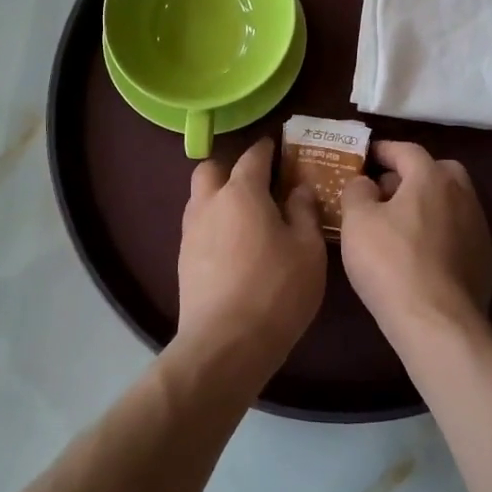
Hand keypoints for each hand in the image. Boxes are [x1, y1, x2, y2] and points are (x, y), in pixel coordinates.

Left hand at [175, 139, 326, 388]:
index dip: (266, 148)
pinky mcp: (184, 260)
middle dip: (230, 168)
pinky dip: (214, 225)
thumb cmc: (276, 290)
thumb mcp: (308, 250)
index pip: (252, 156)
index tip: (277, 147)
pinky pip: (198, 227)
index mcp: (241, 192)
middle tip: (257, 183)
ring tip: (246, 216)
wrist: (225, 344)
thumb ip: (304, 212)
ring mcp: (191, 232)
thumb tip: (298, 190)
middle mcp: (209, 203)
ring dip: (219, 197)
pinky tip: (234, 246)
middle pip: (211, 169)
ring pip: (200, 198)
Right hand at [341, 141, 491, 345]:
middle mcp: (462, 194)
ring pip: (448, 201)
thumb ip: (357, 191)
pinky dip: (436, 230)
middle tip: (382, 190)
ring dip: (424, 204)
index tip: (364, 157)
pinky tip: (416, 252)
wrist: (437, 322)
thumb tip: (365, 183)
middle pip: (435, 171)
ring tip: (396, 223)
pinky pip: (455, 230)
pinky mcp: (483, 258)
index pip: (406, 150)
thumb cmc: (391, 263)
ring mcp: (478, 227)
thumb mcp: (357, 221)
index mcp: (432, 177)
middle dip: (409, 175)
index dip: (382, 150)